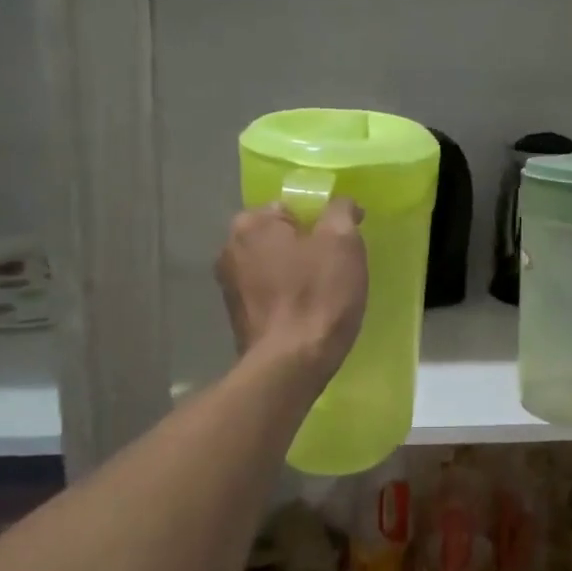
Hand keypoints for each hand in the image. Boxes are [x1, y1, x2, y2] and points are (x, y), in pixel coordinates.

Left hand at [216, 198, 367, 378]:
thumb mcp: (343, 241)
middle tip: (337, 268)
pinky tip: (308, 315)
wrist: (290, 365)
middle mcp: (229, 249)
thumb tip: (342, 205)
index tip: (342, 243)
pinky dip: (287, 299)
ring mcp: (229, 287)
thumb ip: (341, 211)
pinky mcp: (237, 318)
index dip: (322, 222)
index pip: (292, 207)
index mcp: (251, 223)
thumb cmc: (317, 295)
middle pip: (280, 238)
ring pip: (274, 267)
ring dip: (295, 275)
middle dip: (306, 248)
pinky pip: (269, 296)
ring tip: (325, 294)